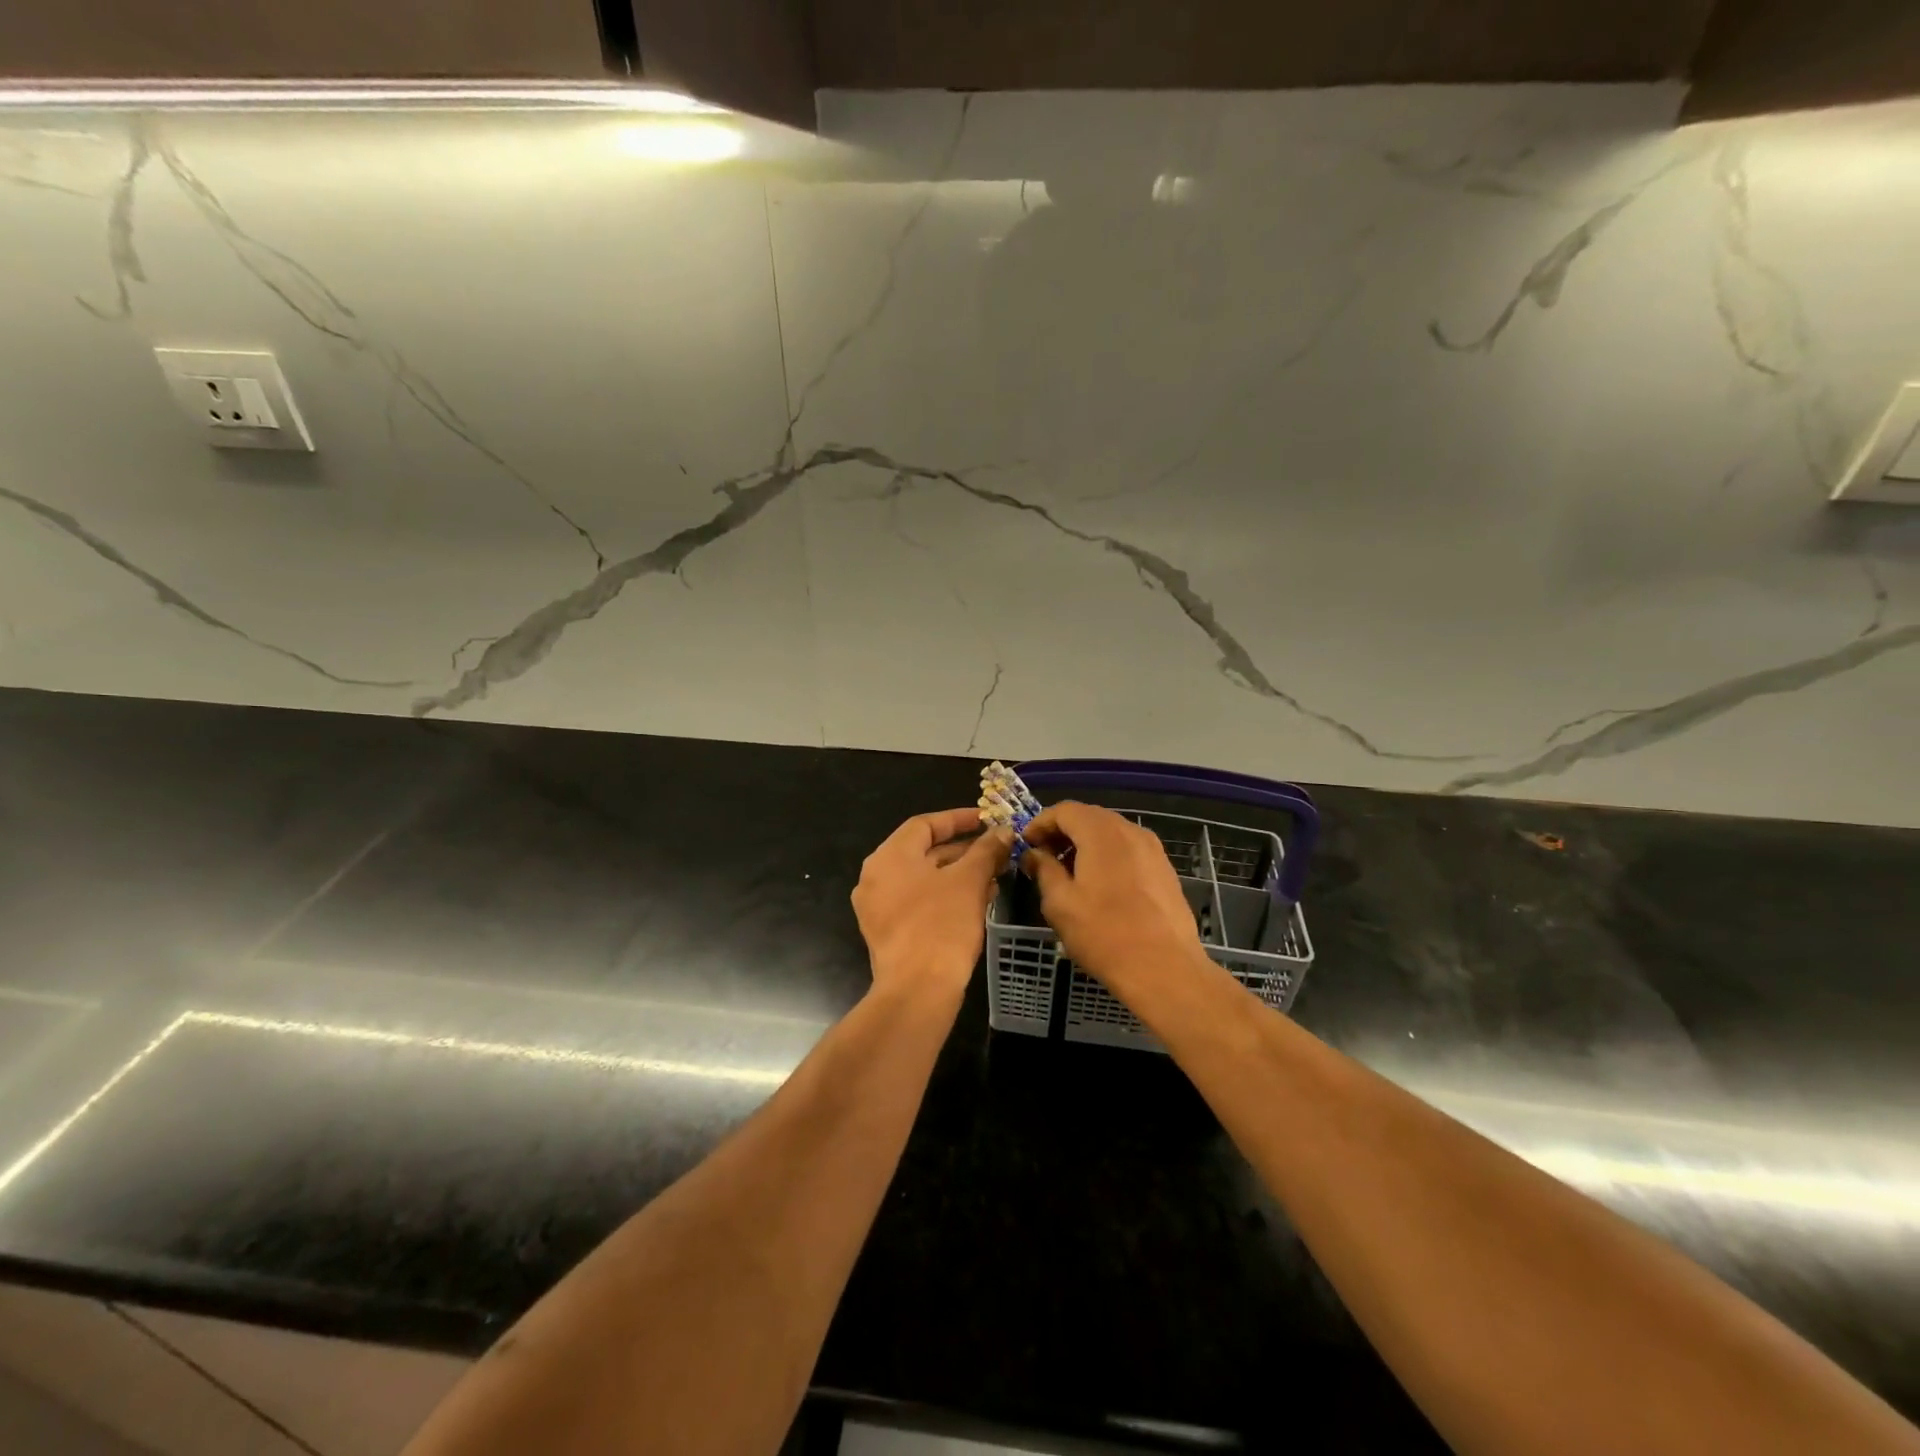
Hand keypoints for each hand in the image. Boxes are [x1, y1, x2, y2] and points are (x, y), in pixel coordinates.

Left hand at [852, 808, 1011, 1002]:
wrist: (917, 991)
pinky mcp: (887, 932)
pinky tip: (977, 902)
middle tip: (997, 851)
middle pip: (924, 851)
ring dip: (958, 874)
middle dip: (964, 850)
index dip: (959, 819)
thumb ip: (986, 850)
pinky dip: (945, 896)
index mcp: (889, 856)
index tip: (987, 820)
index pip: (925, 824)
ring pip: (923, 878)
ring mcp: (877, 907)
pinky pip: (918, 902)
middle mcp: (876, 876)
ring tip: (994, 877)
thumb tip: (1003, 831)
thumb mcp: (969, 881)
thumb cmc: (942, 925)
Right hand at [1022, 802, 1208, 997]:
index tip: (1026, 844)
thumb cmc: (1104, 934)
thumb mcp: (1060, 904)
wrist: (1164, 969)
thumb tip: (1034, 854)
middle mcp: (1130, 831)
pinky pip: (1128, 850)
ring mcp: (1152, 849)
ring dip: (1085, 844)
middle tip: (1043, 857)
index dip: (1041, 823)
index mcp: (1101, 833)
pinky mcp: (1164, 869)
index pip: (1065, 810)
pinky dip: (1107, 855)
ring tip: (1069, 873)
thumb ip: (1044, 870)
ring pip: (1111, 833)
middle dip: (1063, 832)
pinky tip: (1099, 885)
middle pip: (1089, 817)